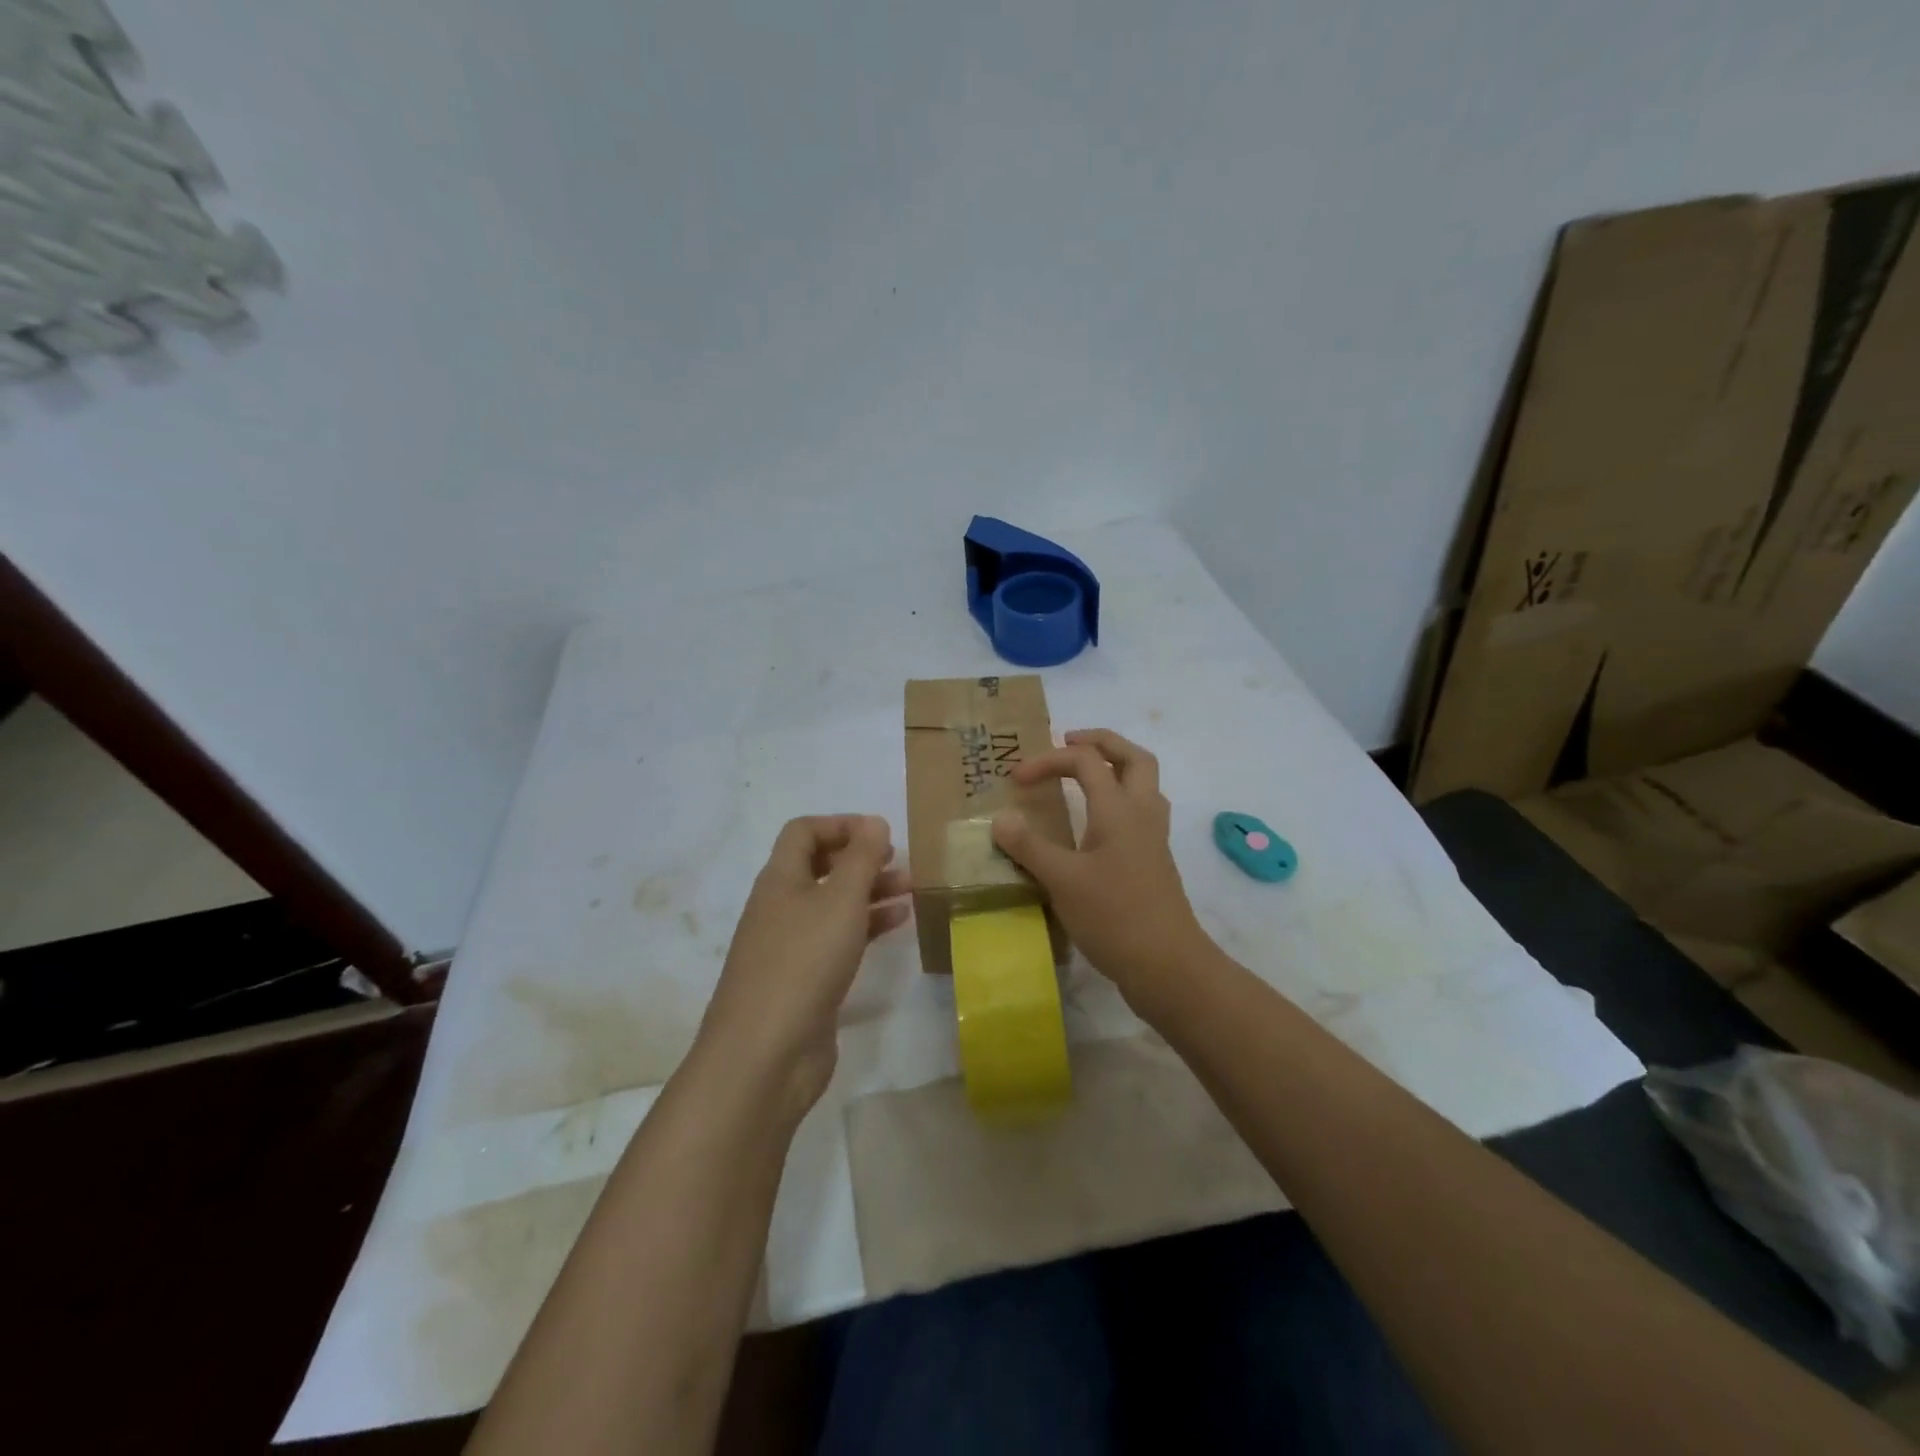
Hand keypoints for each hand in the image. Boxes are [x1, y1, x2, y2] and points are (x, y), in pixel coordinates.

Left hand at [697, 815, 909, 1117]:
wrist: (765, 1055)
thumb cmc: (803, 963)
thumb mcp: (840, 901)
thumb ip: (861, 858)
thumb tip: (873, 822)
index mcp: (779, 879)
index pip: (803, 832)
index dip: (841, 825)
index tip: (881, 835)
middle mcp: (780, 907)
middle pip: (820, 867)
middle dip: (861, 860)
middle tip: (900, 863)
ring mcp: (790, 946)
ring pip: (832, 905)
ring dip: (869, 893)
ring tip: (911, 892)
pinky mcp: (804, 980)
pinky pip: (838, 939)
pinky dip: (867, 927)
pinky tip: (898, 926)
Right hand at [991, 730, 1215, 1016]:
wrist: (1168, 965)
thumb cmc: (1114, 916)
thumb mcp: (1062, 880)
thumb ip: (1029, 846)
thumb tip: (1001, 819)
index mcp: (1120, 809)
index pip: (1085, 761)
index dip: (1048, 760)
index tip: (1016, 780)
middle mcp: (1142, 813)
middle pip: (1133, 757)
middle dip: (1101, 742)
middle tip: (1068, 742)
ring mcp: (1153, 838)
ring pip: (1144, 783)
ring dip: (1116, 767)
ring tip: (1084, 776)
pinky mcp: (1155, 861)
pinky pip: (1141, 811)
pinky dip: (1119, 799)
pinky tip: (1097, 823)